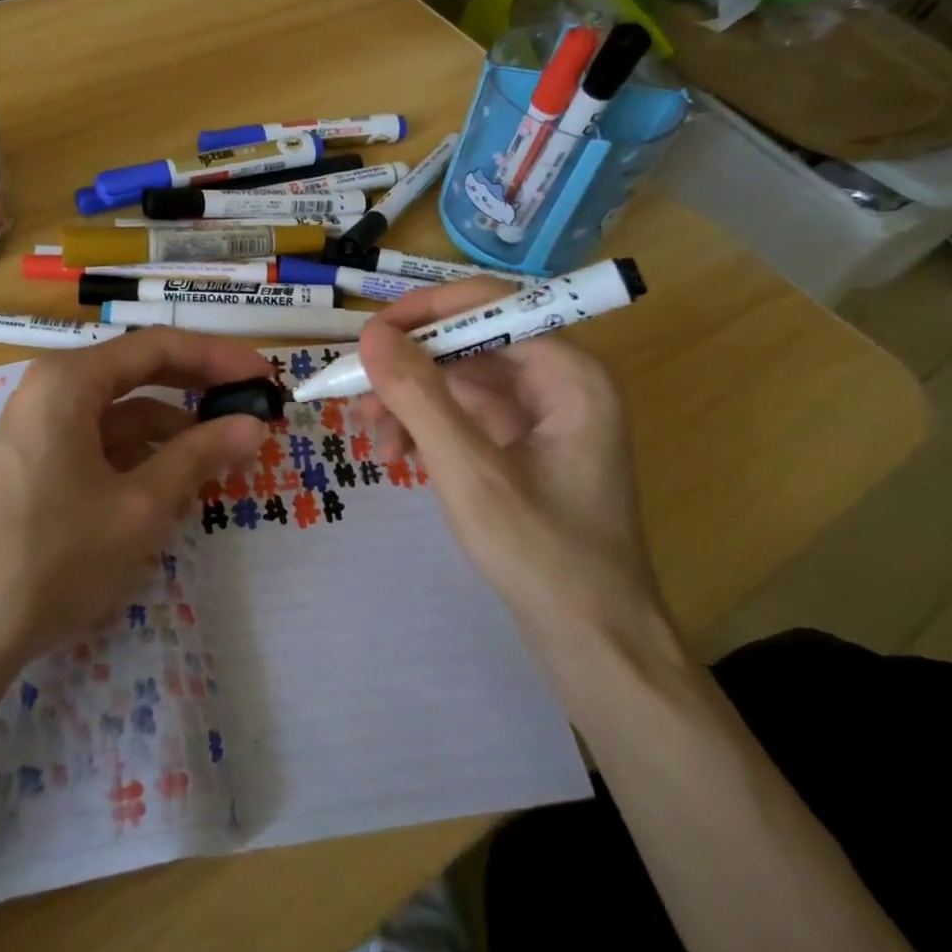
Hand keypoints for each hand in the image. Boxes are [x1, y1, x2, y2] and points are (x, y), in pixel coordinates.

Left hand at [0, 330, 269, 672]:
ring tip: (222, 453)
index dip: (218, 357)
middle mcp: (52, 389)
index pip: (159, 347)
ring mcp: (40, 426)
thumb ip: (199, 456)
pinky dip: (141, 454)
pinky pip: (101, 441)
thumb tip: (254, 425)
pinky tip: (173, 482)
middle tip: (253, 404)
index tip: (265, 376)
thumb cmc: (55, 557)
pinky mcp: (37, 461)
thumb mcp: (139, 506)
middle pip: (140, 372)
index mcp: (70, 381)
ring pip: (122, 412)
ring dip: (172, 428)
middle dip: (198, 387)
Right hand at [356, 279, 666, 649]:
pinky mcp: (524, 444)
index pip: (490, 305)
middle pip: (470, 341)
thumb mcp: (469, 471)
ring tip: (374, 438)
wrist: (593, 645)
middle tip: (358, 391)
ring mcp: (542, 414)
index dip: (425, 311)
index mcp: (569, 373)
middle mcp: (560, 380)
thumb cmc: (541, 555)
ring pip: (461, 378)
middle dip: (411, 366)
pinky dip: (428, 426)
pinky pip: (465, 413)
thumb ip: (419, 396)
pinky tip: (397, 454)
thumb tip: (372, 334)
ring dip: (412, 399)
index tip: (370, 336)